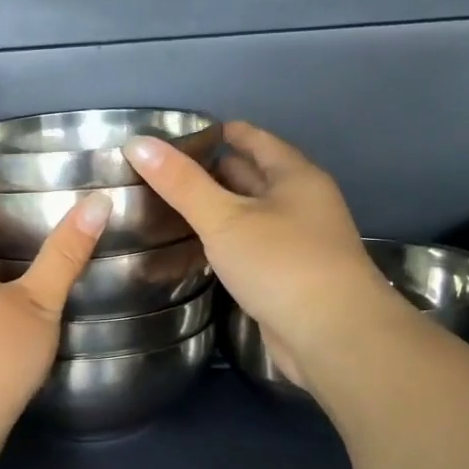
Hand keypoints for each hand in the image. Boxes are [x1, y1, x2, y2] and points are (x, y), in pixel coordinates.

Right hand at [125, 122, 405, 389]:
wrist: (332, 335)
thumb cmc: (281, 263)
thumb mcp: (224, 218)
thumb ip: (181, 183)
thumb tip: (137, 142)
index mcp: (295, 177)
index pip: (255, 140)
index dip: (222, 132)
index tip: (183, 134)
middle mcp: (302, 204)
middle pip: (255, 176)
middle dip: (216, 171)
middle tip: (167, 172)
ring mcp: (299, 243)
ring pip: (253, 215)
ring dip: (221, 210)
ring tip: (173, 207)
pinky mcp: (290, 278)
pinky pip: (253, 248)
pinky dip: (227, 243)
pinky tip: (200, 249)